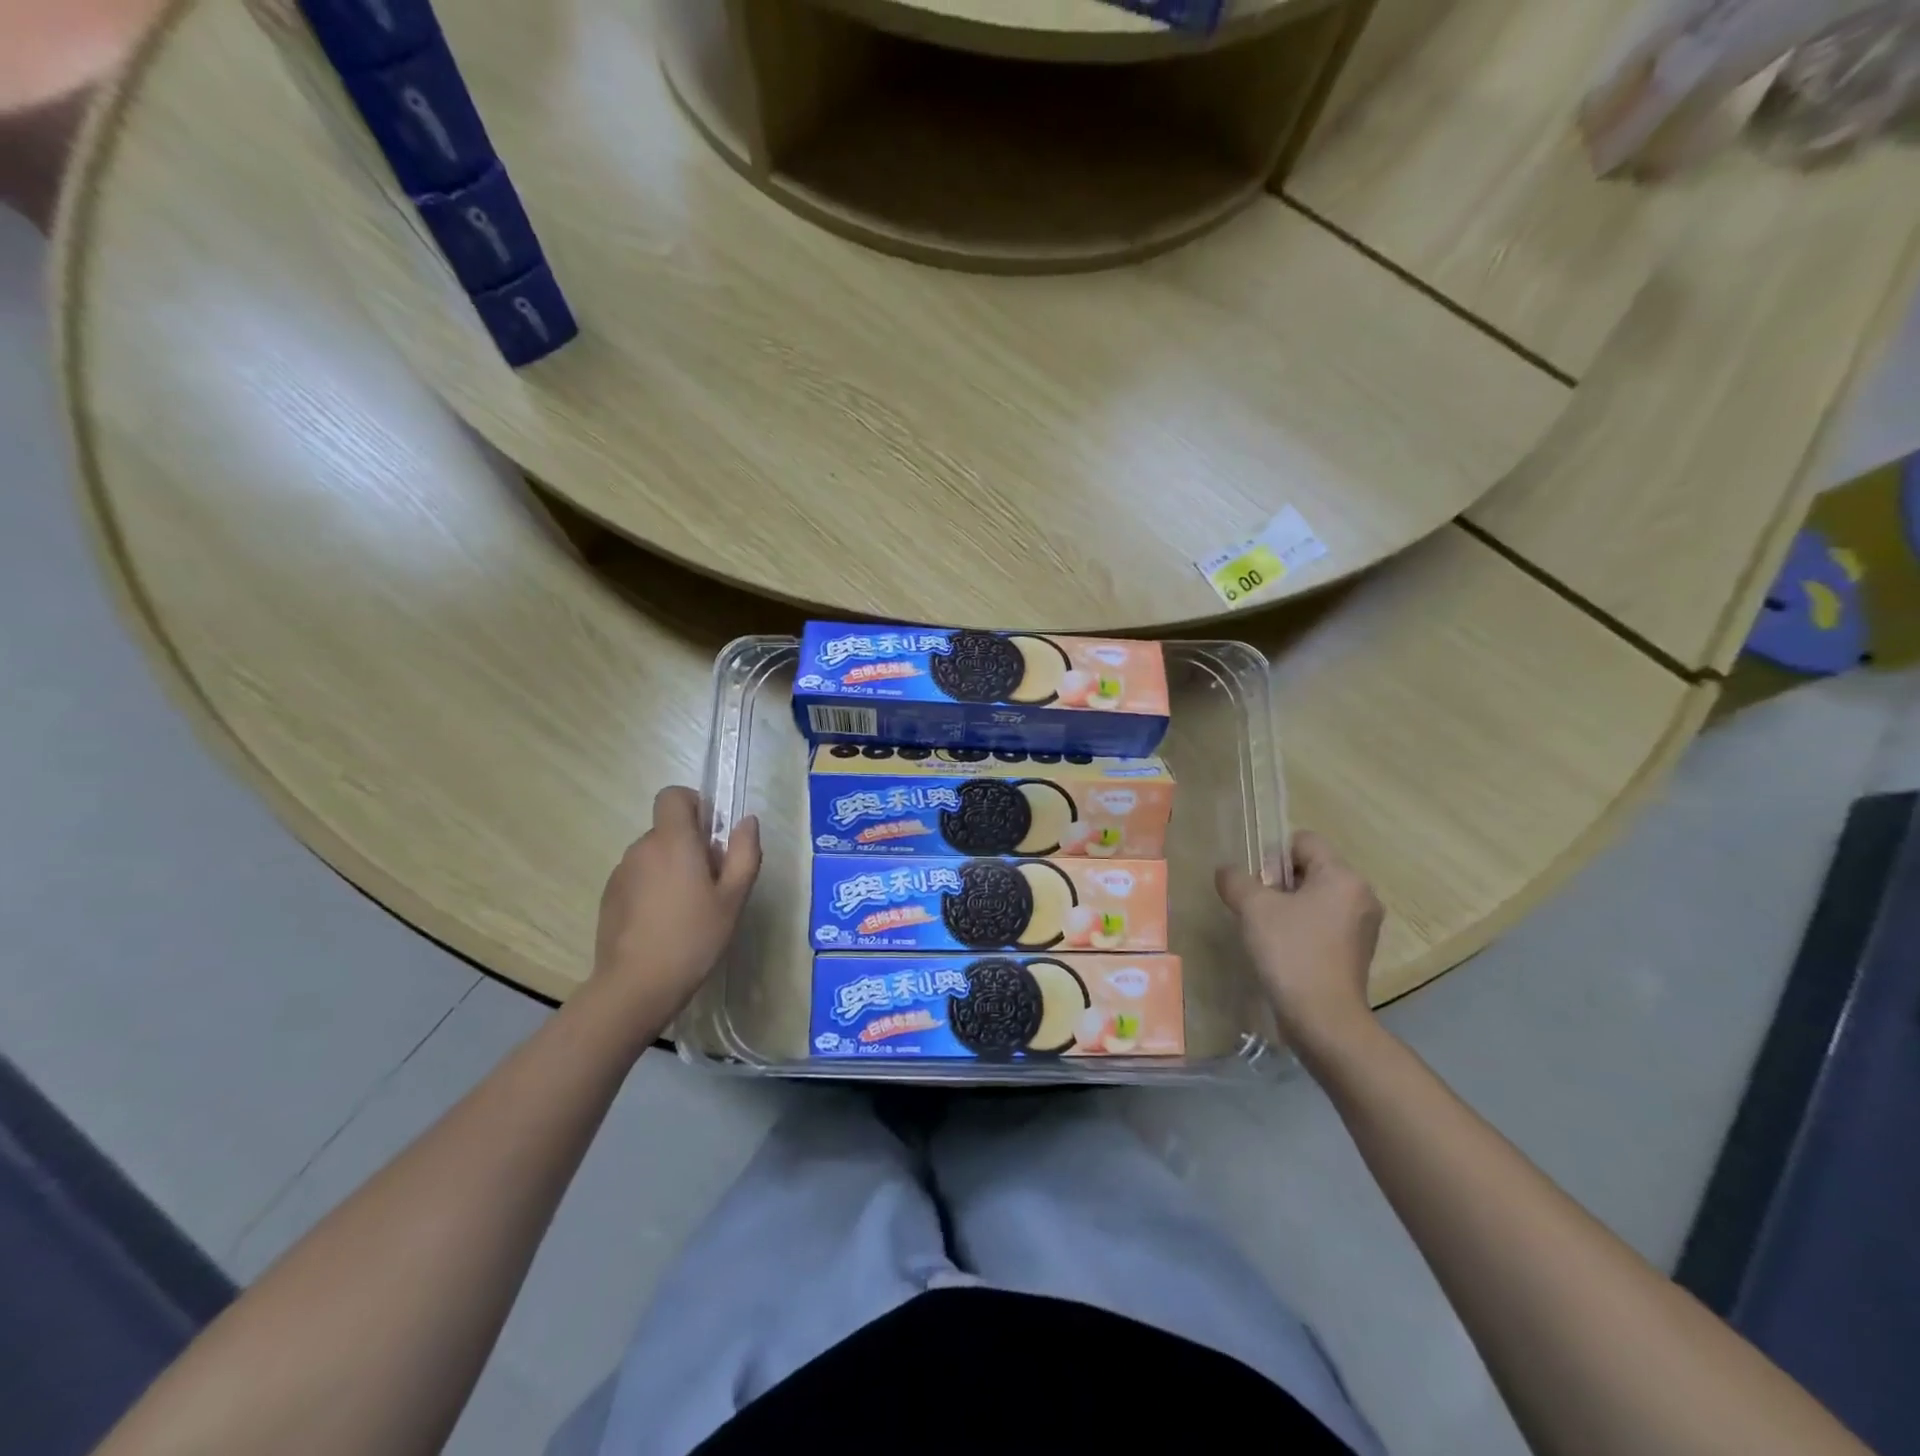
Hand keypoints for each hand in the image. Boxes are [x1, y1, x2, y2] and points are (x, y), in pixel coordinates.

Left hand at [593, 786, 760, 1027]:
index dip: (694, 805)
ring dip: (672, 868)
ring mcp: (621, 873)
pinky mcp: (609, 897)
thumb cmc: (693, 937)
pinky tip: (664, 924)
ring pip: (654, 855)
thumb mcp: (733, 898)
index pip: (673, 796)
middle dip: (691, 845)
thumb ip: (744, 853)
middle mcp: (642, 848)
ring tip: (688, 909)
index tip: (712, 834)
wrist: (635, 986)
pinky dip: (653, 888)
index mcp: (673, 841)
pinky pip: (638, 877)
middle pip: (668, 829)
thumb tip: (746, 821)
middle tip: (711, 884)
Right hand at [1216, 830, 1382, 1054]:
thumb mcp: (1253, 908)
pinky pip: (1325, 923)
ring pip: (1317, 897)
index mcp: (1343, 877)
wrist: (1323, 1019)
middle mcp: (1361, 895)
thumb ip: (1236, 880)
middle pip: (1311, 869)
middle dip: (1279, 882)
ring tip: (1268, 931)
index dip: (1273, 855)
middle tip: (1258, 909)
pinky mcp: (1358, 952)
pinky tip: (1285, 950)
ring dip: (1290, 906)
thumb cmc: (1291, 952)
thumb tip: (1227, 872)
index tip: (1258, 885)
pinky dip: (1304, 928)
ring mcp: (1364, 926)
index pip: (1304, 842)